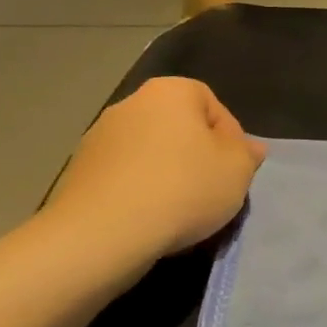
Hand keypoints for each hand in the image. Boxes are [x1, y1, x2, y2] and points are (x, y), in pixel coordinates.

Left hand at [42, 77, 266, 264]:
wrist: (102, 233)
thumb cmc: (182, 188)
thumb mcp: (238, 170)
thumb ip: (248, 154)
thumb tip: (248, 148)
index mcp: (170, 92)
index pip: (213, 105)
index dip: (231, 137)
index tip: (235, 169)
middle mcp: (130, 104)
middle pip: (179, 128)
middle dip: (197, 156)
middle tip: (212, 189)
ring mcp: (98, 138)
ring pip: (150, 154)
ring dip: (167, 175)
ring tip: (181, 211)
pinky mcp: (78, 173)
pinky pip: (124, 177)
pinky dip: (140, 192)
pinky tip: (150, 220)